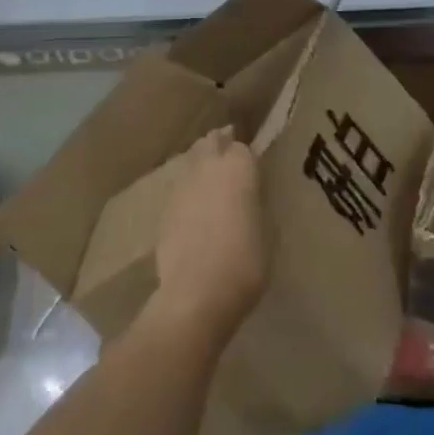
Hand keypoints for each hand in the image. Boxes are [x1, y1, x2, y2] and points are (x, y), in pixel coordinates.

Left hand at [154, 128, 266, 336]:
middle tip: (229, 157)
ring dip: (202, 164)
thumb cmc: (245, 262)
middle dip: (220, 144)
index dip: (247, 157)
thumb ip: (258, 205)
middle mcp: (208, 166)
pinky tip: (195, 208)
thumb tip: (251, 198)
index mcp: (238, 167)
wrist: (196, 292)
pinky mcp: (165, 207)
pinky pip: (180, 188)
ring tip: (211, 181)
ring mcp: (182, 185)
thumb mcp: (268, 233)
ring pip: (192, 160)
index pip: (243, 147)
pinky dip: (189, 191)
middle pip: (212, 142)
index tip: (252, 167)